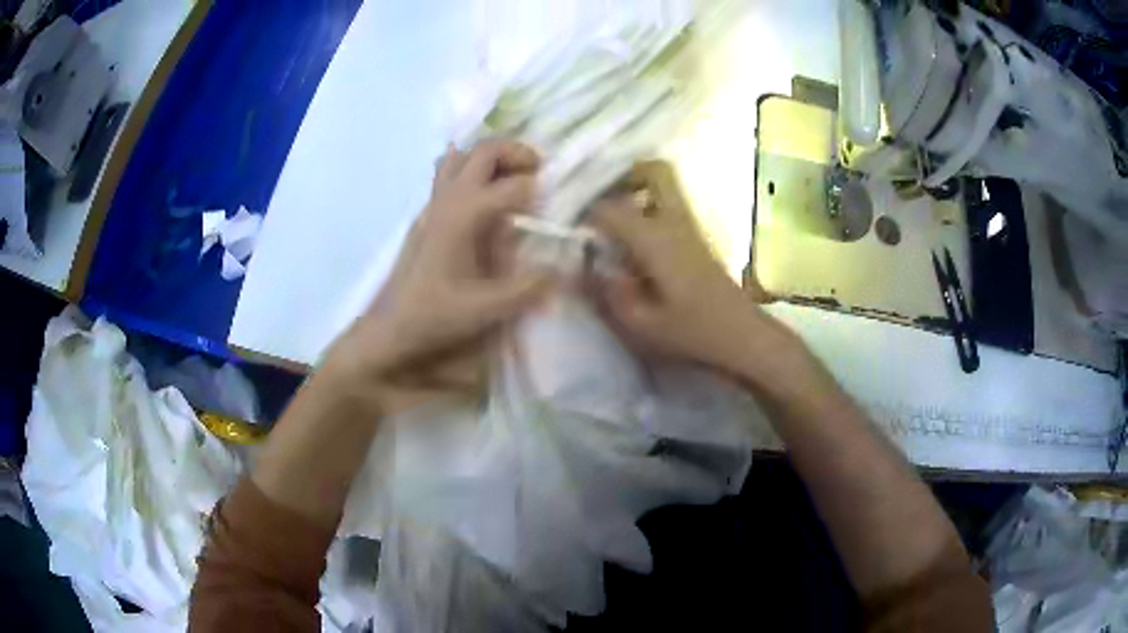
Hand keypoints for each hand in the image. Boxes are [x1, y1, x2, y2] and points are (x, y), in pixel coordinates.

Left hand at [329, 139, 553, 388]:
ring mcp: (433, 204)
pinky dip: (470, 170)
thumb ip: (527, 289)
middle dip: (517, 153)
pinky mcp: (426, 215)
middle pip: (483, 151)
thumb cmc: (433, 316)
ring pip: (461, 157)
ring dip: (490, 158)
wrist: (388, 328)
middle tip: (539, 172)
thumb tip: (561, 270)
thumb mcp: (485, 309)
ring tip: (512, 178)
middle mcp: (448, 199)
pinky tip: (483, 196)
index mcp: (464, 215)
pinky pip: (447, 174)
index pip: (512, 186)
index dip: (540, 192)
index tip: (555, 209)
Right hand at [589, 161, 794, 375]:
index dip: (585, 213)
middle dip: (624, 175)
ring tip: (613, 218)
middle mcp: (675, 221)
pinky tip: (635, 239)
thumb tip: (580, 268)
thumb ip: (606, 292)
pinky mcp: (699, 238)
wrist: (743, 336)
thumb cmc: (692, 332)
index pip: (611, 208)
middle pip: (654, 171)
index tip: (569, 227)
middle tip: (599, 200)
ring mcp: (691, 226)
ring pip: (665, 186)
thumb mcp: (640, 324)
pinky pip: (671, 206)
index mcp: (656, 238)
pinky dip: (650, 207)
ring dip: (637, 190)